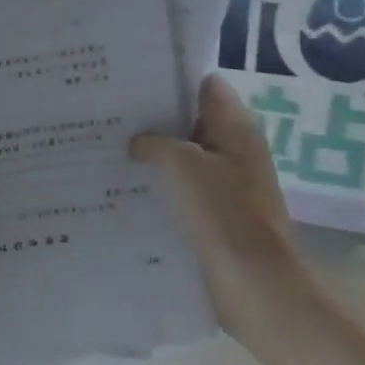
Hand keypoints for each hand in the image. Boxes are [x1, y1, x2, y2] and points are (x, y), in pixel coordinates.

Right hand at [130, 75, 298, 325]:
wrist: (255, 285)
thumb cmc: (223, 213)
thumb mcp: (182, 165)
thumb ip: (155, 142)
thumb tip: (138, 142)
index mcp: (236, 128)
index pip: (205, 84)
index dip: (171, 79)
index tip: (133, 82)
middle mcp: (235, 149)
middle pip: (191, 119)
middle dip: (154, 118)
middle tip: (111, 113)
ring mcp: (227, 183)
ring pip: (185, 156)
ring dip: (154, 154)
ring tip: (110, 147)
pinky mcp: (216, 213)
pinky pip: (184, 188)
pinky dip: (160, 184)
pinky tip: (126, 186)